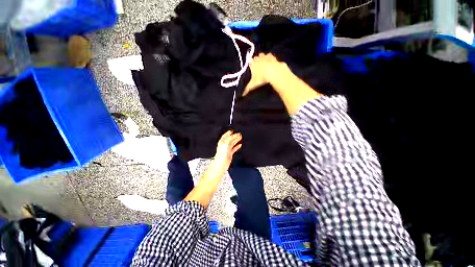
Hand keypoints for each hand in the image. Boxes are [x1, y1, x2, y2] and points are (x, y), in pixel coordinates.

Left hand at [213, 130, 241, 170]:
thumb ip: (230, 138)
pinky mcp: (229, 154)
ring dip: (236, 140)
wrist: (221, 164)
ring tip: (240, 137)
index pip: (225, 136)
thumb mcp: (225, 143)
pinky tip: (239, 145)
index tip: (232, 131)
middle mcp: (224, 145)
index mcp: (222, 142)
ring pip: (232, 143)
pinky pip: (234, 148)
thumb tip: (234, 135)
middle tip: (238, 134)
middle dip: (234, 136)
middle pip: (230, 139)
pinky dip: (237, 146)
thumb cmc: (221, 155)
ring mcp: (227, 149)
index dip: (228, 133)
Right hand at [243, 53, 286, 95]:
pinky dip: (271, 59)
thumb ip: (247, 89)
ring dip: (264, 58)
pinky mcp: (274, 58)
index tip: (252, 67)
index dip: (251, 64)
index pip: (250, 61)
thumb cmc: (261, 78)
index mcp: (253, 64)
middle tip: (258, 67)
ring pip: (264, 55)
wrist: (273, 73)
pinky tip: (272, 63)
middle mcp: (258, 59)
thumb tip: (243, 95)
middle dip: (257, 60)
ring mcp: (266, 57)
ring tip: (265, 64)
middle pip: (257, 57)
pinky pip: (271, 56)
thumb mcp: (253, 85)